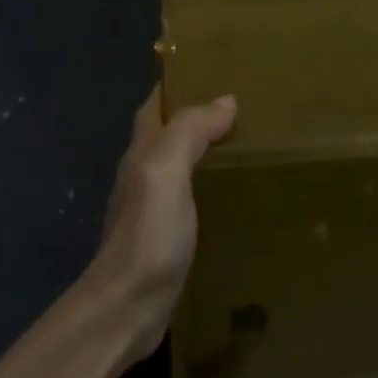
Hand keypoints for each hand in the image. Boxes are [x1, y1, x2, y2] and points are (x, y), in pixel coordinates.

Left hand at [87, 85, 236, 365]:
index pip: (155, 104)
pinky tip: (237, 194)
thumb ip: (189, 131)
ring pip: (182, 165)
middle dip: (200, 115)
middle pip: (170, 133)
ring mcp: (154, 208)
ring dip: (208, 151)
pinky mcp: (168, 237)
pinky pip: (193, 198)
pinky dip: (212, 186)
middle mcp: (144, 173)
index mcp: (142, 152)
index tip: (214, 68)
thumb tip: (225, 100)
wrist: (126, 309)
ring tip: (250, 144)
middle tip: (246, 107)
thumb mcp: (165, 171)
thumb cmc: (147, 234)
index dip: (178, 83)